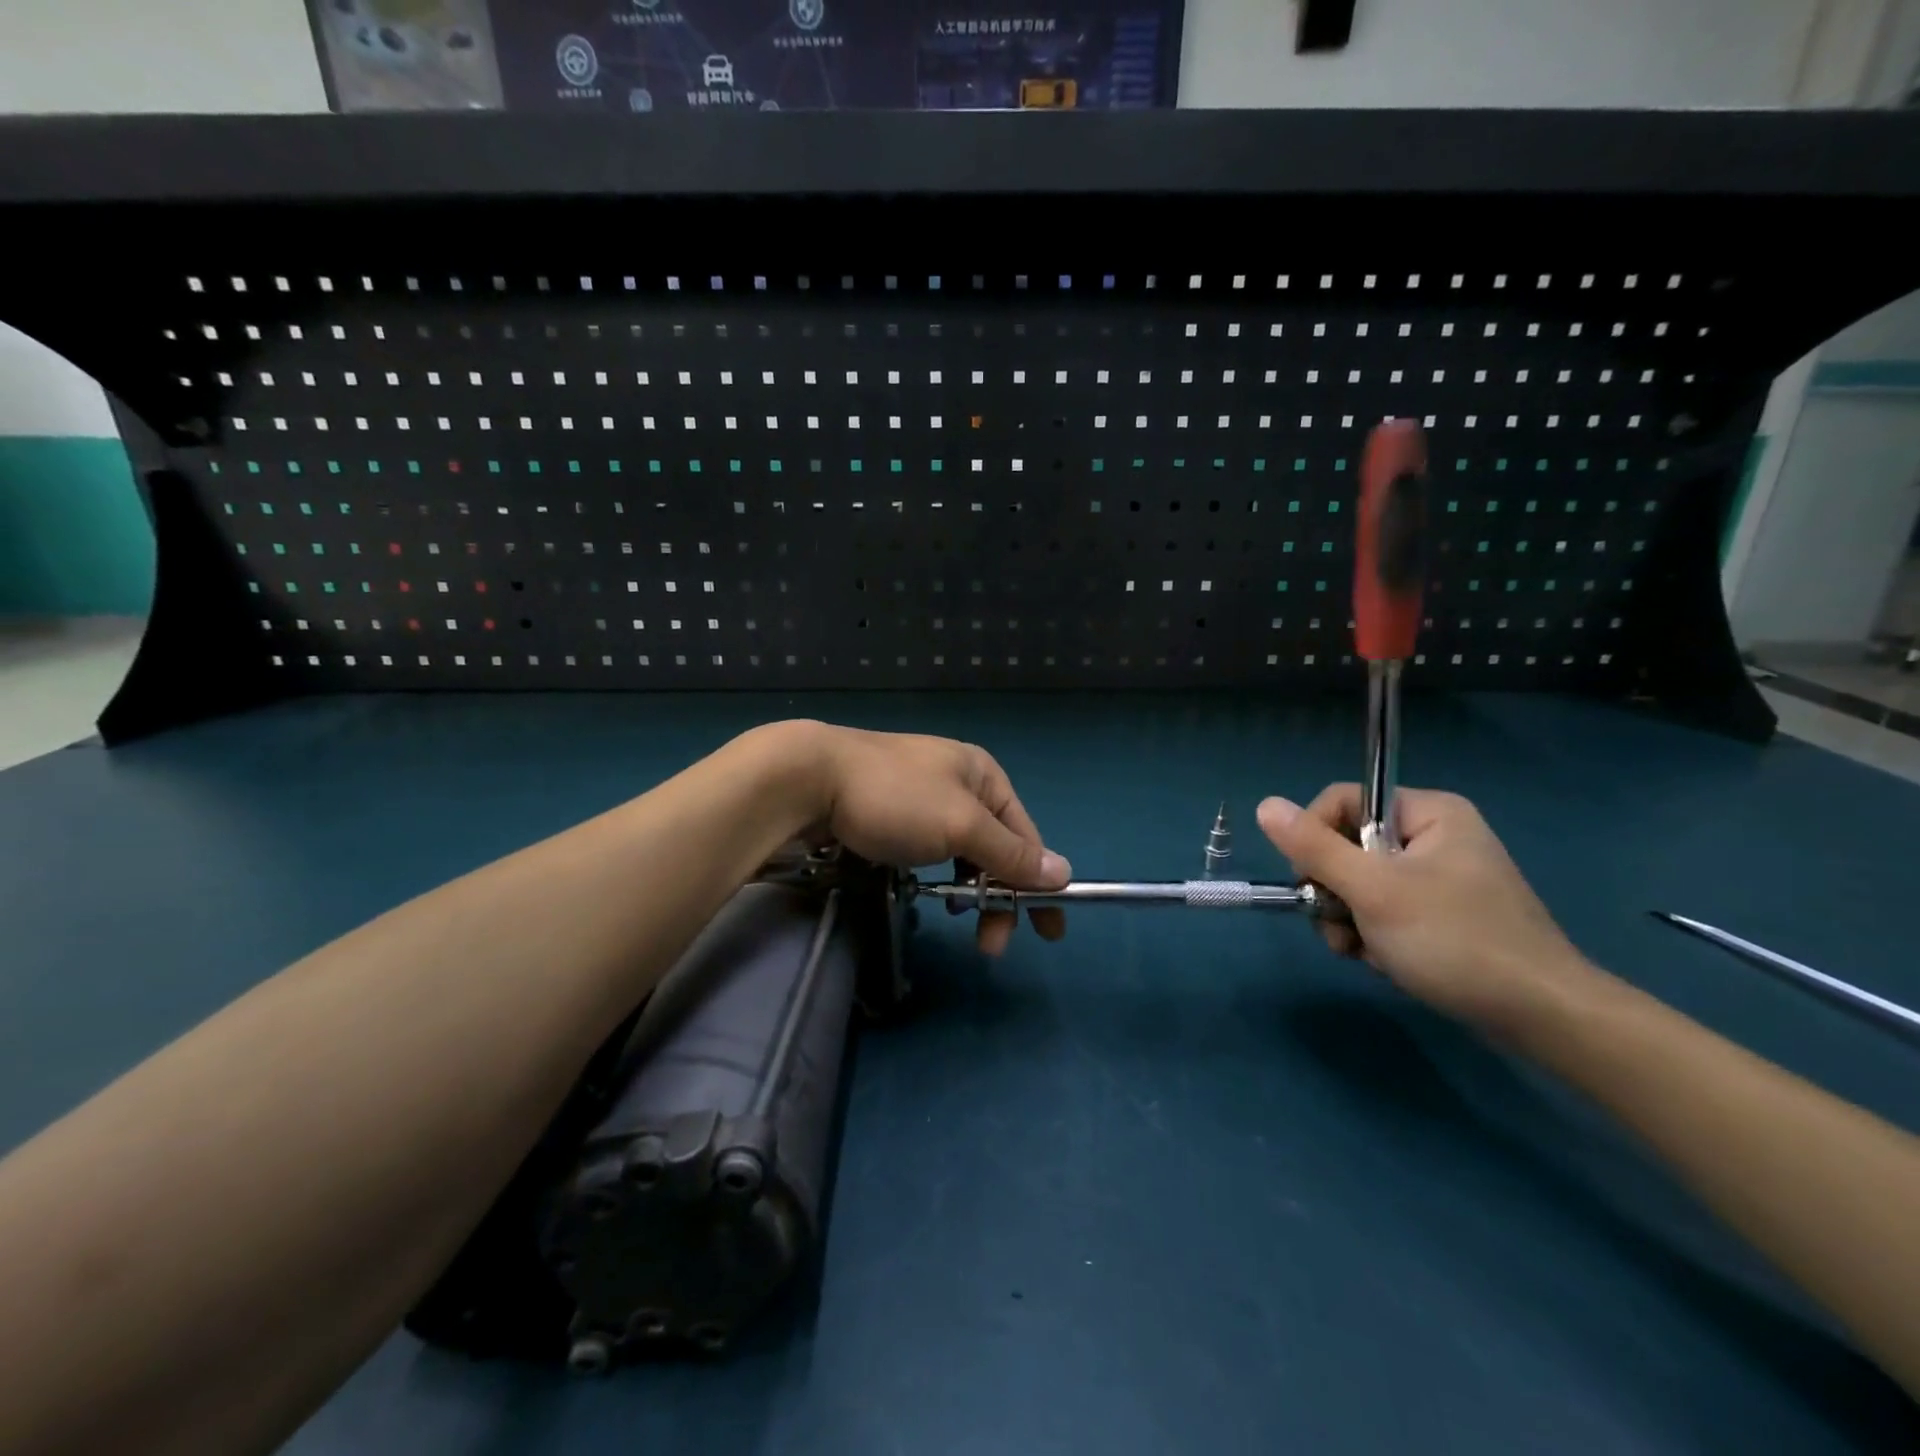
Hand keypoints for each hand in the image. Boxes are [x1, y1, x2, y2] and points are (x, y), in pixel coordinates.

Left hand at [783, 722, 1071, 955]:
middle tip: (991, 945)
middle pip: (995, 846)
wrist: (809, 778)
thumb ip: (1009, 853)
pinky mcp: (891, 813)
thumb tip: (1063, 873)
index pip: (1025, 836)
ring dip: (970, 888)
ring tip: (959, 918)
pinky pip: (931, 849)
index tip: (1048, 931)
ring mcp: (922, 796)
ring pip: (962, 851)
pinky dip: (939, 874)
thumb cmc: (896, 798)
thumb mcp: (961, 826)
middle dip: (999, 895)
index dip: (1038, 884)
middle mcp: (959, 781)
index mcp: (983, 775)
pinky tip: (930, 892)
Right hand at [1257, 785, 1588, 1027]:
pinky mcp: (1442, 913)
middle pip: (1346, 844)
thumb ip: (1314, 847)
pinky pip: (1383, 908)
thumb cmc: (1455, 941)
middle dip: (1334, 890)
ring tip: (1363, 951)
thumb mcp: (1373, 891)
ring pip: (1360, 882)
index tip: (1314, 881)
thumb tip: (1265, 804)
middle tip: (1342, 925)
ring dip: (1348, 918)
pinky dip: (1372, 933)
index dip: (1315, 837)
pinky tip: (1383, 959)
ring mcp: (1440, 876)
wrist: (1542, 1016)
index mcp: (1428, 813)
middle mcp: (1434, 835)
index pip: (1341, 801)